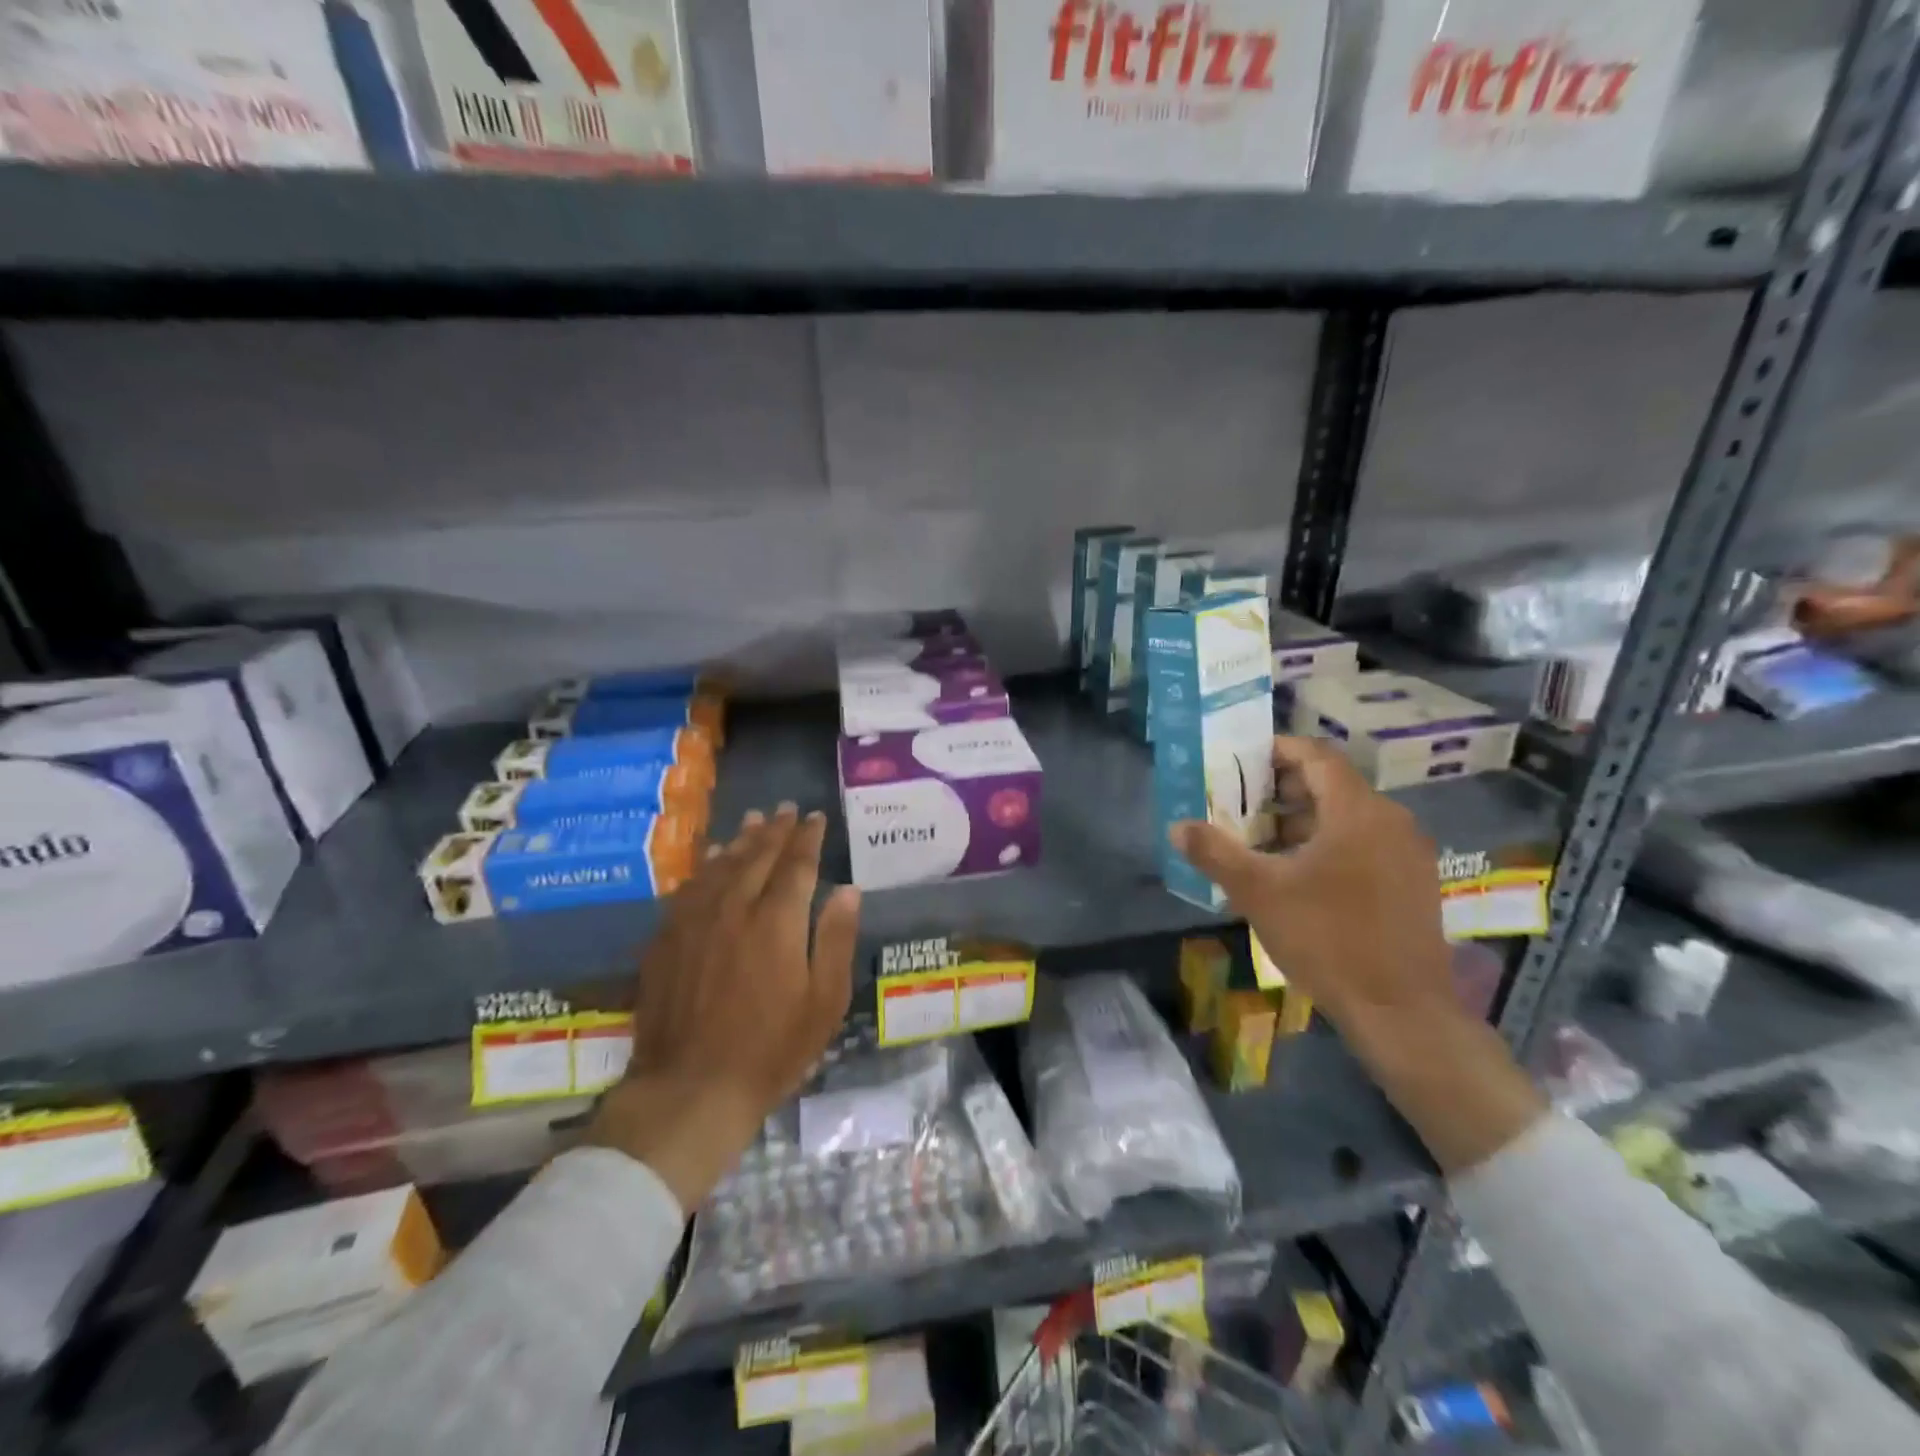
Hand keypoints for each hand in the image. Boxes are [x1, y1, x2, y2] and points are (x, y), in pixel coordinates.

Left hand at [586, 804, 860, 1208]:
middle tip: (788, 809)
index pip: (797, 864)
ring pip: (722, 865)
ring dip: (741, 839)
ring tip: (755, 820)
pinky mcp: (667, 938)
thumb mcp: (824, 1001)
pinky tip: (712, 859)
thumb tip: (848, 889)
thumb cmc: (771, 1049)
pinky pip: (690, 887)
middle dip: (776, 829)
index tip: (816, 817)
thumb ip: (836, 938)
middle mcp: (734, 907)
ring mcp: (695, 921)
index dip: (808, 837)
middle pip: (758, 855)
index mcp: (777, 920)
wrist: (691, 1088)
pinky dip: (707, 865)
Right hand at [1170, 736, 1454, 1039]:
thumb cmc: (1327, 939)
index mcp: (1357, 811)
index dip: (1278, 750)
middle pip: (1332, 785)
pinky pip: (1365, 843)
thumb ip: (1215, 853)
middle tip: (1241, 804)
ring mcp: (1408, 853)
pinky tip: (1298, 875)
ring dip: (1303, 820)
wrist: (1400, 1011)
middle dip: (1282, 790)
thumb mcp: (1259, 893)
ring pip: (1348, 817)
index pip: (1317, 756)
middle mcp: (1391, 821)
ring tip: (1261, 842)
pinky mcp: (1414, 882)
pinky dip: (1328, 843)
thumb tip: (1177, 827)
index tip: (1242, 760)